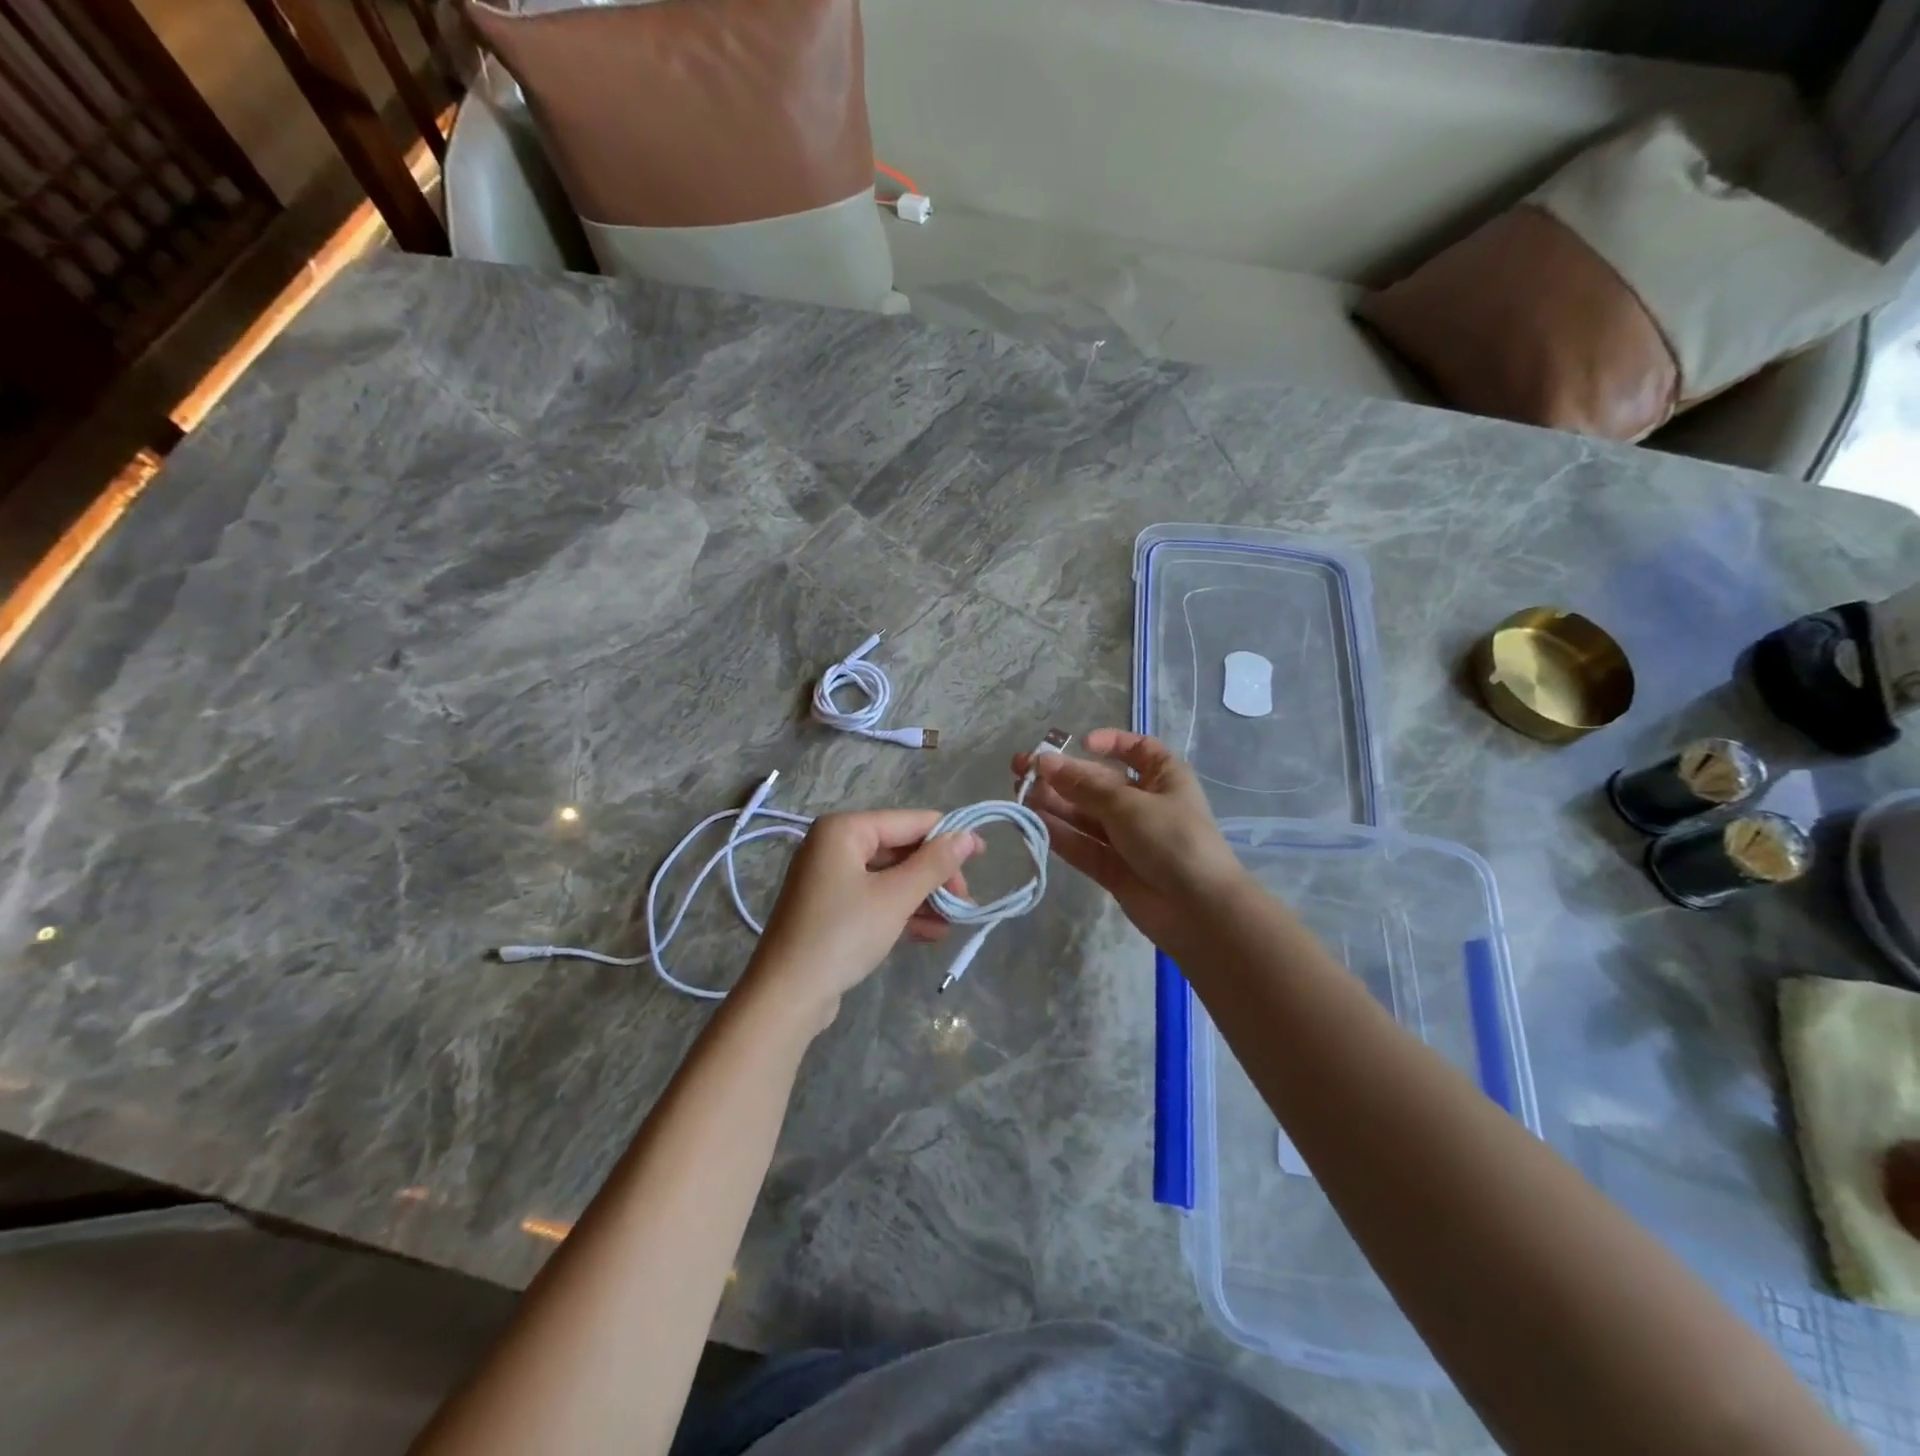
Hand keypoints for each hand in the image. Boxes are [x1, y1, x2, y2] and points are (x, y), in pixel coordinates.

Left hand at [740, 811, 980, 1028]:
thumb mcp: (895, 897)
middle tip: (965, 901)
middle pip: (900, 849)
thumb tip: (967, 837)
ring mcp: (830, 877)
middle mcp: (834, 845)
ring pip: (890, 877)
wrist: (787, 995)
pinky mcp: (831, 907)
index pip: (909, 822)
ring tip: (954, 922)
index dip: (948, 836)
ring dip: (923, 897)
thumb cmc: (843, 934)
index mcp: (845, 829)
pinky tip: (931, 933)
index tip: (983, 856)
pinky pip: (876, 898)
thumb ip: (934, 864)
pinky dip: (902, 911)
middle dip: (935, 875)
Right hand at [1013, 728, 1246, 952]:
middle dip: (1063, 775)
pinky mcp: (1113, 868)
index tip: (1079, 743)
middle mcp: (1145, 803)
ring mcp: (1128, 838)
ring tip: (1020, 794)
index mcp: (1163, 777)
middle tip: (1021, 769)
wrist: (1199, 910)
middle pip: (1098, 783)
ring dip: (1055, 803)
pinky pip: (1082, 845)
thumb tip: (1042, 762)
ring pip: (1085, 815)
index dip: (1110, 742)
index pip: (1137, 749)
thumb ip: (1081, 785)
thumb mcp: (1126, 804)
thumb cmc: (1172, 839)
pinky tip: (1033, 822)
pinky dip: (1060, 834)